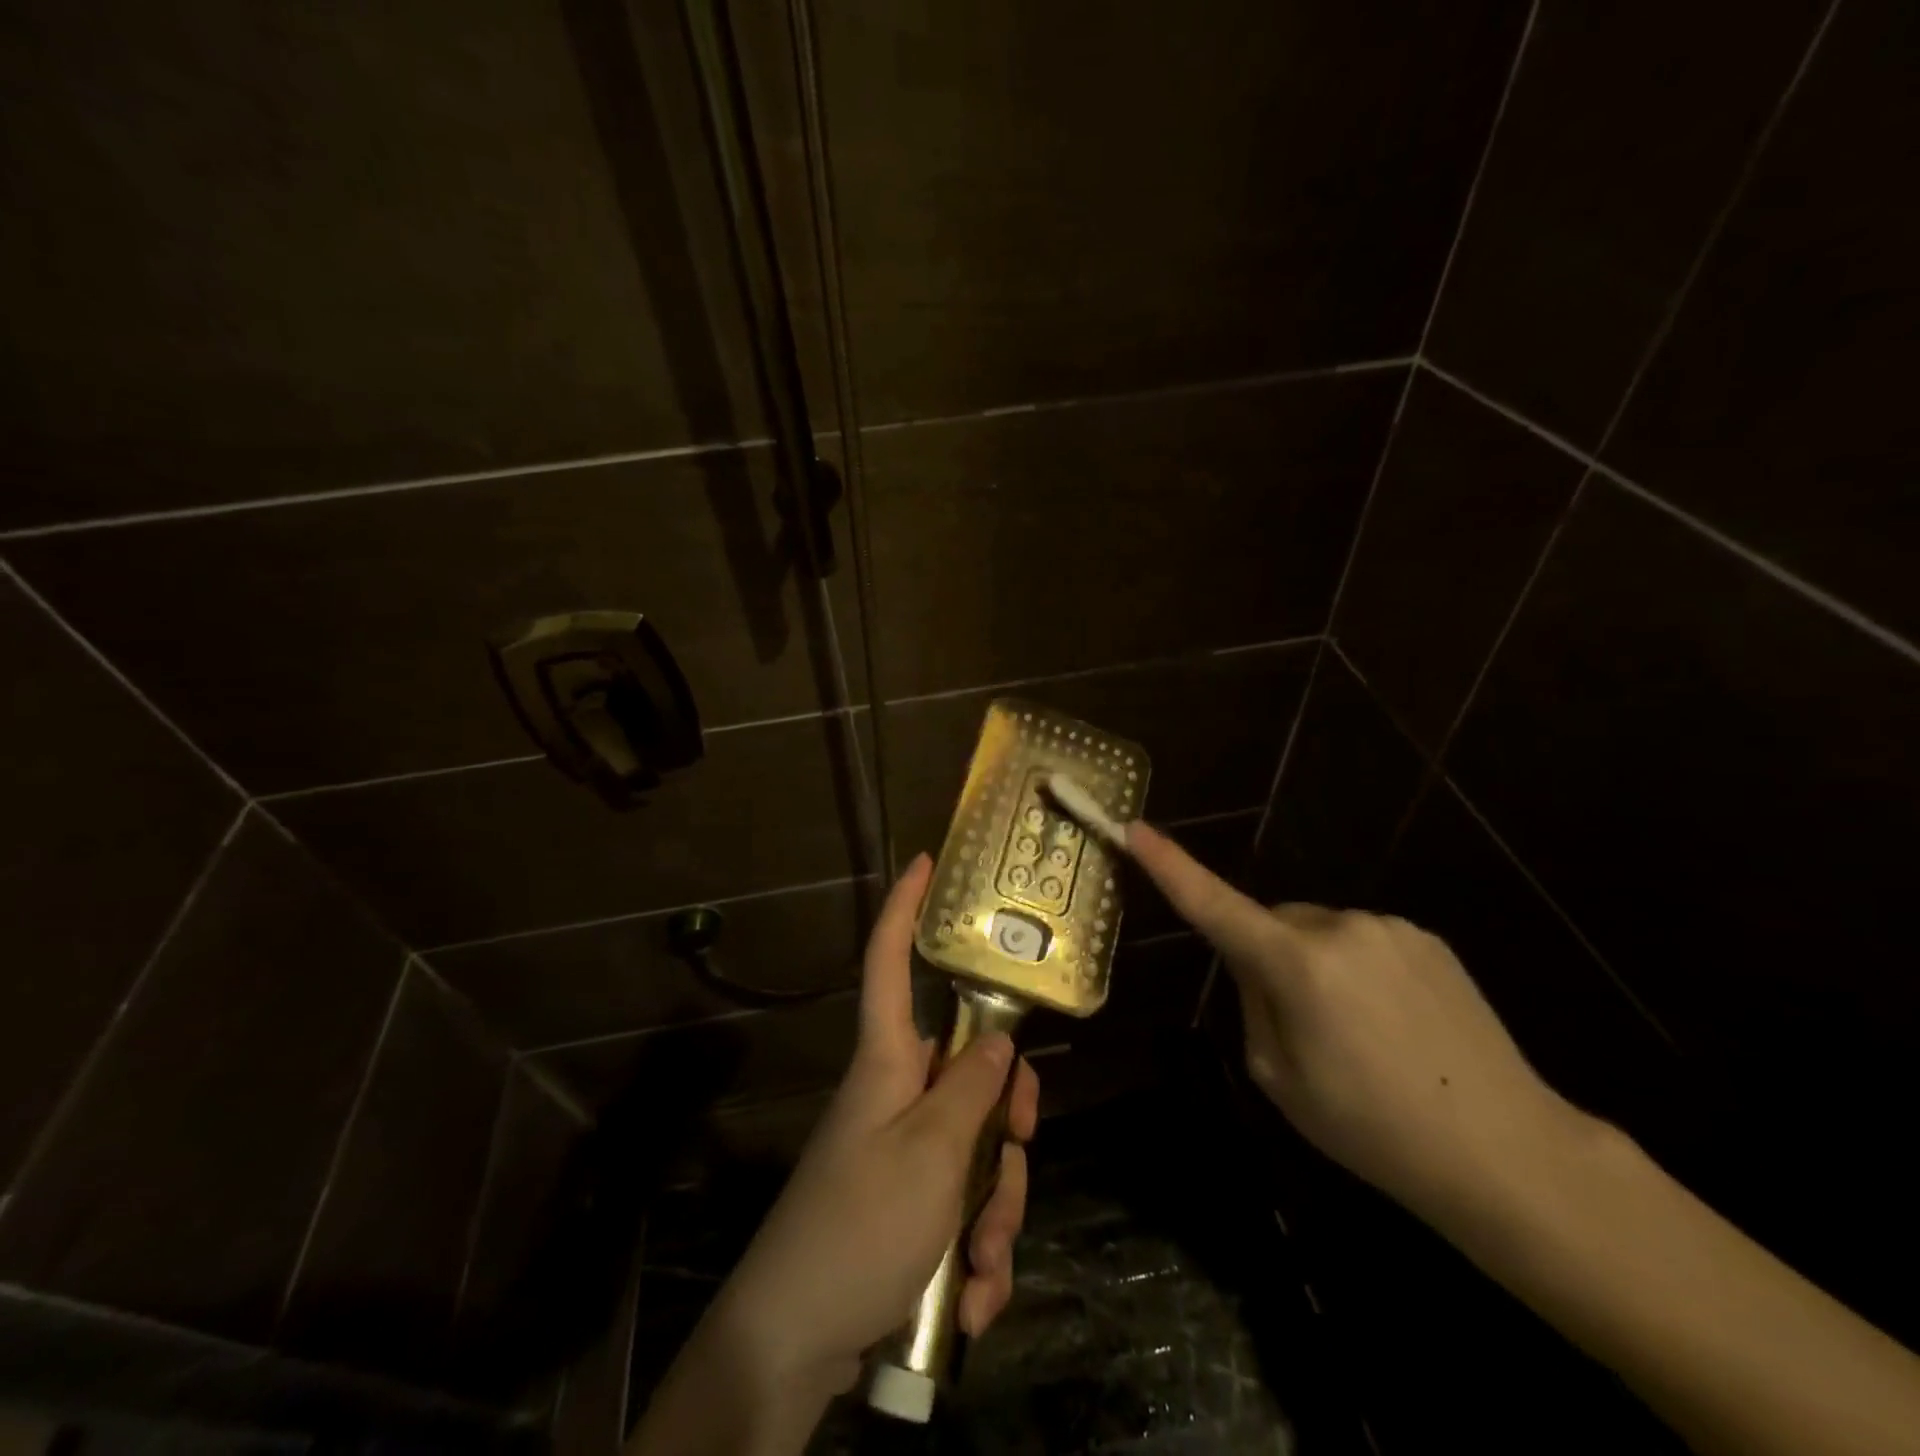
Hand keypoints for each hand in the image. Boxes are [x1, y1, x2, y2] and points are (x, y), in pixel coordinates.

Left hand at [678, 853, 1039, 1425]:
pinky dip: (977, 1257)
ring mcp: (906, 1151)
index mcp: (889, 1060)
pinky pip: (963, 1207)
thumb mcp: (931, 1153)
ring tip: (980, 1272)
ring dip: (995, 1214)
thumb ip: (973, 1089)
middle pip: (972, 1072)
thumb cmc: (859, 1224)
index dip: (903, 908)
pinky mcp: (911, 1205)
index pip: (888, 962)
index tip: (922, 862)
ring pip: (979, 1149)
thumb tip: (999, 1038)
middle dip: (1007, 1125)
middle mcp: (900, 1094)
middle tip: (1017, 1155)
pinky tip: (969, 1303)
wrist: (794, 1342)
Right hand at [1127, 822, 1585, 1219]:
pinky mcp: (1427, 939)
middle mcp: (1340, 927)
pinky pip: (1364, 941)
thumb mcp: (1280, 1077)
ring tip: (1358, 1035)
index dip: (1170, 866)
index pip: (1214, 905)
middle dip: (1269, 955)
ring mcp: (1389, 928)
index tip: (1135, 828)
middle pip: (1274, 923)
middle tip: (1301, 1028)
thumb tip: (1259, 966)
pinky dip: (1358, 969)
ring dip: (1317, 964)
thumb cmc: (1373, 1129)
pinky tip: (1394, 1024)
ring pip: (1320, 932)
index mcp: (1297, 965)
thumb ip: (1254, 1004)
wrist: (1508, 1153)